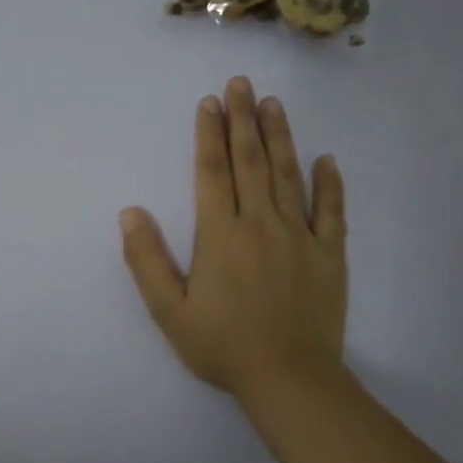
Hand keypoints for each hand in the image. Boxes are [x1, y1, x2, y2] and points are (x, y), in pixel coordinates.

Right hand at [120, 77, 347, 410]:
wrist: (289, 378)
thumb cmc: (222, 345)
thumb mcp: (169, 310)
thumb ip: (147, 259)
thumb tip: (130, 212)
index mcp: (220, 234)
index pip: (213, 172)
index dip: (208, 134)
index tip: (208, 103)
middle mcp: (261, 223)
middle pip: (250, 162)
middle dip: (243, 119)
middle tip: (241, 84)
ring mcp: (300, 236)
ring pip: (288, 175)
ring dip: (279, 137)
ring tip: (273, 104)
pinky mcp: (329, 254)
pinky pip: (331, 211)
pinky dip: (329, 183)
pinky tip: (326, 160)